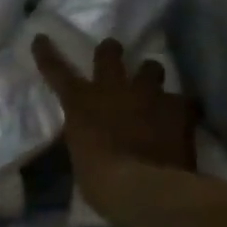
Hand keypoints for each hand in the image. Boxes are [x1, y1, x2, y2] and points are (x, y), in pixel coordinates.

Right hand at [33, 36, 198, 221]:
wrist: (142, 187)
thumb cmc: (99, 180)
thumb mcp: (81, 155)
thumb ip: (86, 137)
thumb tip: (90, 136)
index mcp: (81, 103)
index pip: (57, 71)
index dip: (47, 53)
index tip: (41, 38)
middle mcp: (113, 89)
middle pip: (109, 54)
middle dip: (110, 51)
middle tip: (113, 52)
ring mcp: (148, 95)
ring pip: (151, 67)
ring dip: (150, 75)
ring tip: (153, 86)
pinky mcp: (179, 108)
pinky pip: (185, 100)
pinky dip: (183, 108)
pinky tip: (185, 117)